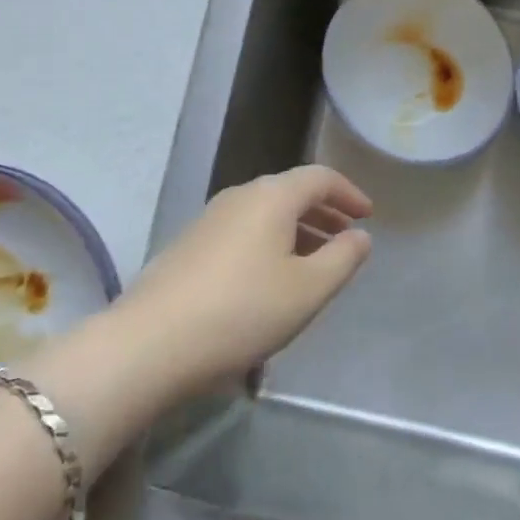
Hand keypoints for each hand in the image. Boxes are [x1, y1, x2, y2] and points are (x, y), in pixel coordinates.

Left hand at [112, 166, 372, 395]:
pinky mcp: (190, 244)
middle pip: (290, 192)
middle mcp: (240, 196)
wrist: (150, 342)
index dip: (348, 193)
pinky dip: (269, 243)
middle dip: (323, 213)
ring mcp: (210, 218)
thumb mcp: (307, 290)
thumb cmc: (242, 311)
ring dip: (296, 230)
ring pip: (265, 214)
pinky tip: (271, 280)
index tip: (368, 215)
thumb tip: (360, 235)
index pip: (319, 177)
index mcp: (272, 196)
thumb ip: (342, 259)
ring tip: (315, 262)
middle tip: (347, 239)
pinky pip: (244, 231)